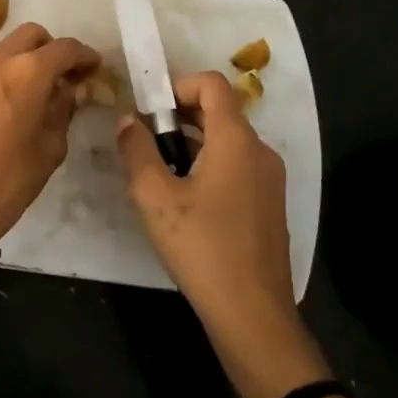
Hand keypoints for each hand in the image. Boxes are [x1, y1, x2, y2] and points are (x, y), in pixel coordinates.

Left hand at [0, 23, 99, 236]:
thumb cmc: (8, 179)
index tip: (95, 69)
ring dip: (26, 60)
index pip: (65, 48)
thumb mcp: (50, 148)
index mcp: (28, 72)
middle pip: (32, 35)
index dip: (85, 56)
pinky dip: (4, 74)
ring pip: (6, 48)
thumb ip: (63, 111)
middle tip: (65, 77)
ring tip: (38, 92)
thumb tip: (69, 92)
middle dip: (53, 49)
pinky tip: (10, 104)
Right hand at [117, 72, 325, 397]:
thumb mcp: (154, 197)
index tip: (149, 112)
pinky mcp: (270, 204)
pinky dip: (210, 166)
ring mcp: (270, 179)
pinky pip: (238, 166)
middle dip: (179, 118)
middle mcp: (260, 151)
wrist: (252, 313)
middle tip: (146, 145)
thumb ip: (136, 150)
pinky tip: (187, 204)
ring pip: (228, 141)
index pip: (212, 84)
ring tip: (161, 177)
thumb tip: (126, 119)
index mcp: (235, 140)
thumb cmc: (201, 247)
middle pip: (219, 111)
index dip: (178, 86)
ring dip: (192, 144)